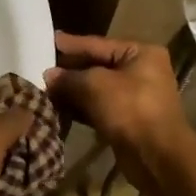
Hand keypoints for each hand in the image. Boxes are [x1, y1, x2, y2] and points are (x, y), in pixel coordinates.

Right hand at [43, 32, 194, 192]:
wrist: (156, 156)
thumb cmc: (130, 110)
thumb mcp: (95, 85)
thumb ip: (69, 77)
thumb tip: (49, 75)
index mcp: (140, 53)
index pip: (98, 44)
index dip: (71, 44)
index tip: (48, 39)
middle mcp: (140, 72)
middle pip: (97, 66)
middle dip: (69, 70)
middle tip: (40, 68)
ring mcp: (134, 97)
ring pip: (96, 89)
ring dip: (71, 91)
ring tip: (43, 89)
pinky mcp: (126, 120)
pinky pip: (98, 108)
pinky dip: (80, 108)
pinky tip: (57, 108)